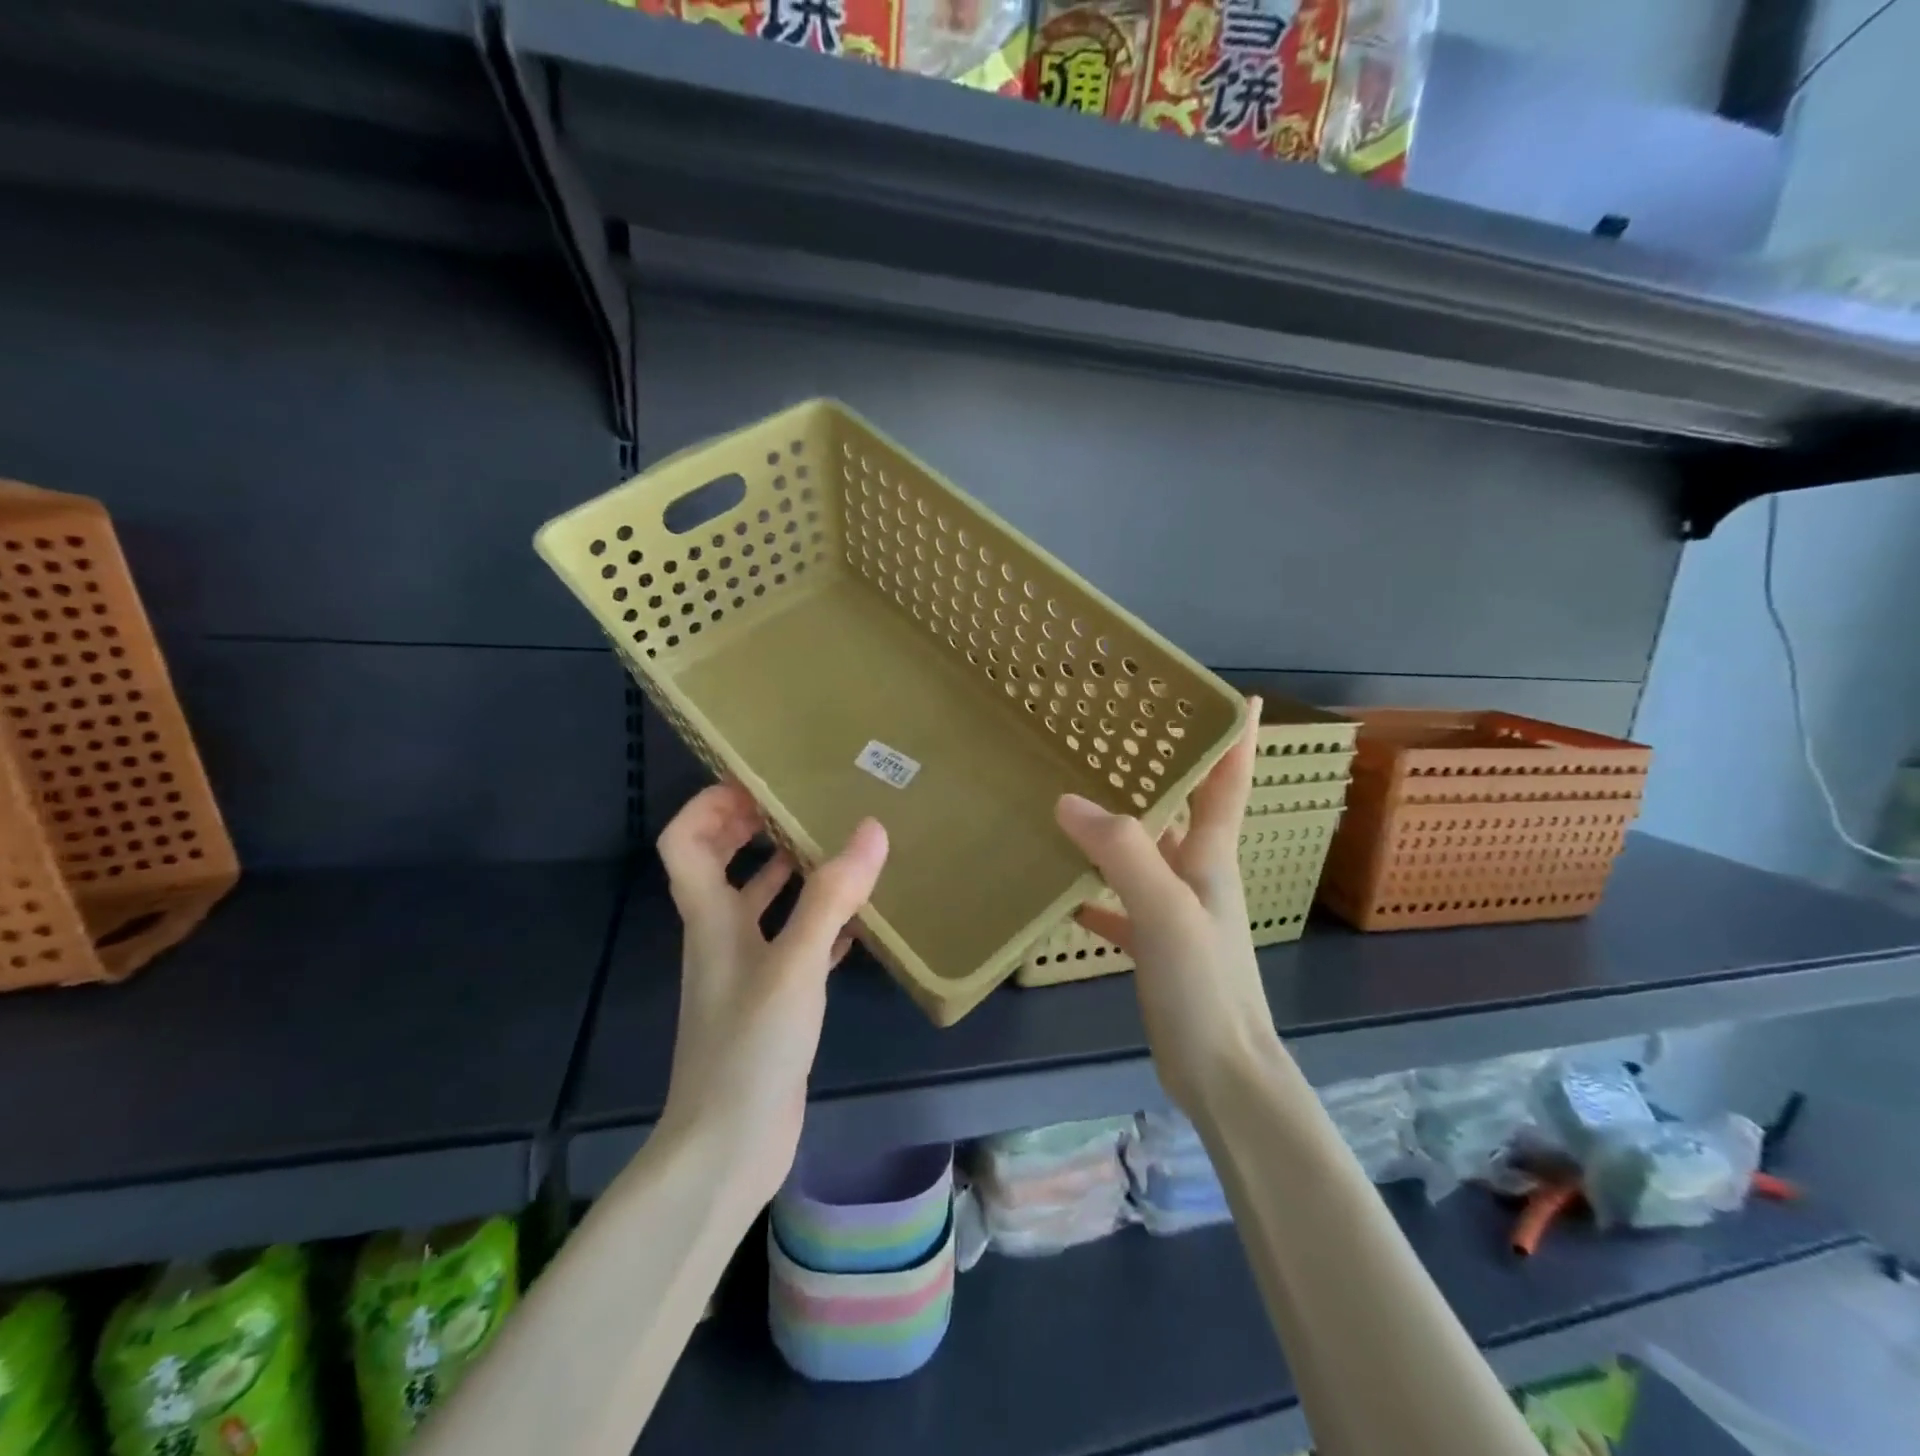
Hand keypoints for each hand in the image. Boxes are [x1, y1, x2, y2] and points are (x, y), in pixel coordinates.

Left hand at [655, 784, 888, 1207]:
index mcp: (710, 917)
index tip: (756, 782)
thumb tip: (872, 829)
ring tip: (837, 848)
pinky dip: (817, 923)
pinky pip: (792, 945)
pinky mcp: (771, 1003)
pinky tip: (857, 920)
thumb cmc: (750, 1046)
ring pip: (761, 905)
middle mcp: (721, 936)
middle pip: (718, 865)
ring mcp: (745, 972)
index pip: (683, 842)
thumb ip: (832, 897)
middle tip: (799, 804)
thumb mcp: (794, 964)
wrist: (729, 1146)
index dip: (709, 804)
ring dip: (789, 873)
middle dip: (749, 828)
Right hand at [1055, 696, 1278, 1114]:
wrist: (1221, 1074)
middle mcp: (1196, 874)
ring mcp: (1175, 910)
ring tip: (1072, 795)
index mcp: (1210, 856)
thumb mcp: (1166, 912)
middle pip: (1182, 808)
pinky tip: (1060, 887)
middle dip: (1161, 770)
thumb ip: (1123, 853)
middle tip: (1118, 735)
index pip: (1230, 780)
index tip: (1232, 696)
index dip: (1236, 737)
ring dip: (1117, 827)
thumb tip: (1068, 801)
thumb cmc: (1205, 986)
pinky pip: (1119, 902)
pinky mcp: (1154, 944)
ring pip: (1143, 852)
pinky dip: (1094, 890)